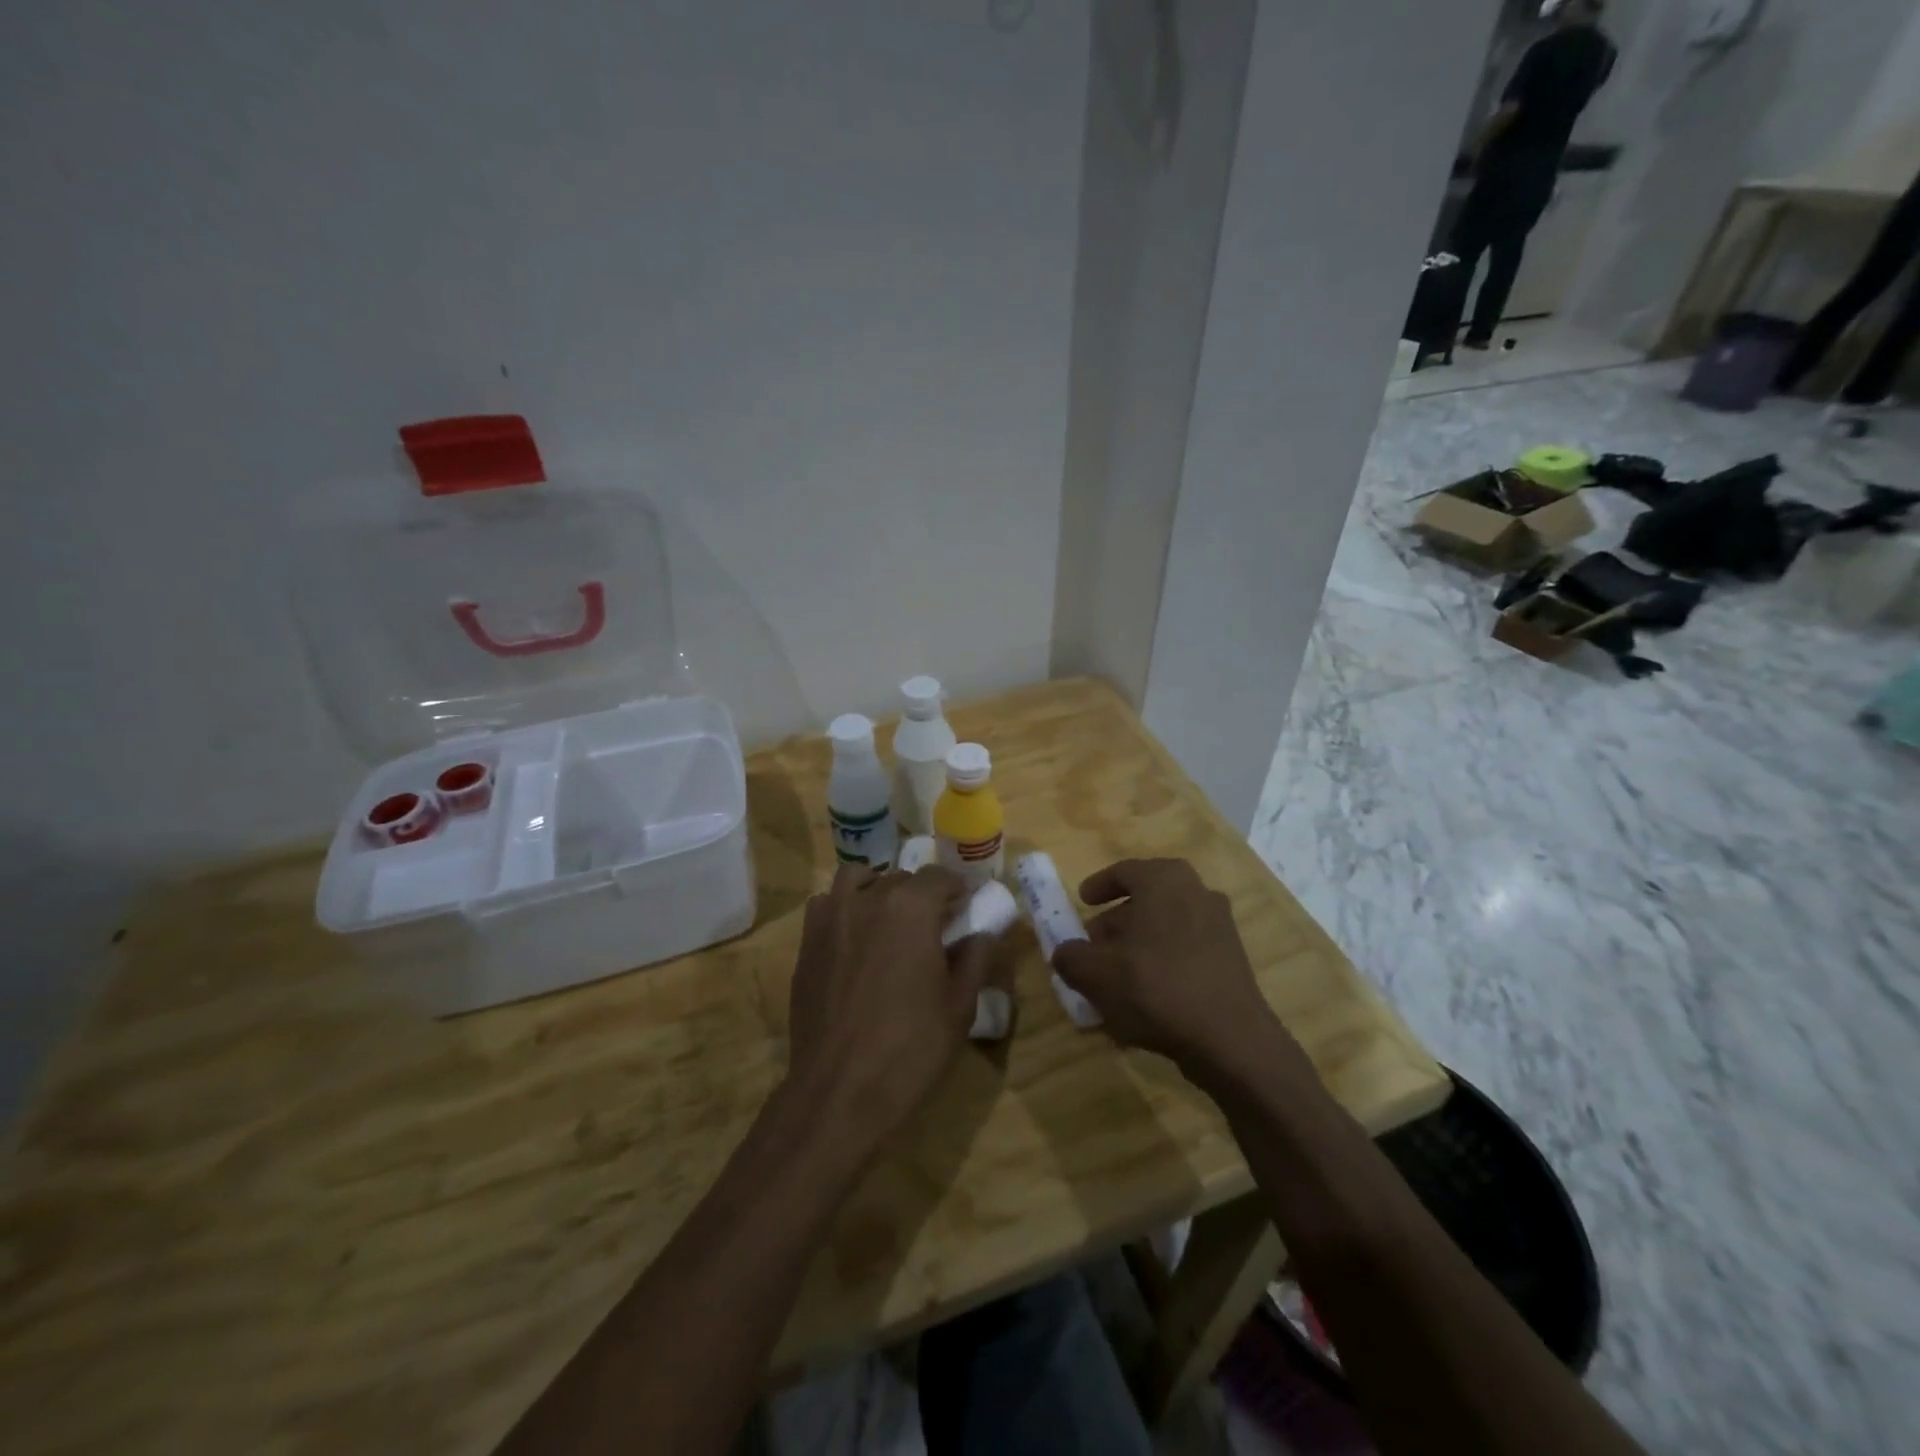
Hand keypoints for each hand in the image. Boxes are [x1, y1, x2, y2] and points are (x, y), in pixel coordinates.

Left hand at [784, 864, 991, 1155]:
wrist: (839, 1090)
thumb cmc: (910, 1048)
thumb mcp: (959, 1006)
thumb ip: (975, 958)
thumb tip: (983, 933)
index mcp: (911, 908)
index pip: (939, 877)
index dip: (957, 890)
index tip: (965, 908)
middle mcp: (868, 898)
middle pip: (900, 878)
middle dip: (921, 895)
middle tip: (933, 927)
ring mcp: (831, 917)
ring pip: (858, 879)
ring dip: (878, 889)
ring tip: (890, 921)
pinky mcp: (807, 941)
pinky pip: (828, 904)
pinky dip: (845, 907)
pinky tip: (855, 939)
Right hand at [1052, 859, 1314, 1092]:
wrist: (1230, 1039)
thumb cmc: (1156, 988)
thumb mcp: (1096, 974)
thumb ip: (1071, 957)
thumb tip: (1064, 952)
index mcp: (1164, 880)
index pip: (1124, 871)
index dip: (1098, 886)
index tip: (1082, 901)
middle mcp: (1196, 891)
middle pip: (1147, 898)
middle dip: (1117, 920)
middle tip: (1095, 943)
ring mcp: (1219, 923)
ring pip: (1167, 924)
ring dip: (1140, 941)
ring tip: (1116, 973)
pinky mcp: (1232, 956)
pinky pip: (1186, 947)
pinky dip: (1163, 959)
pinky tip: (1147, 992)